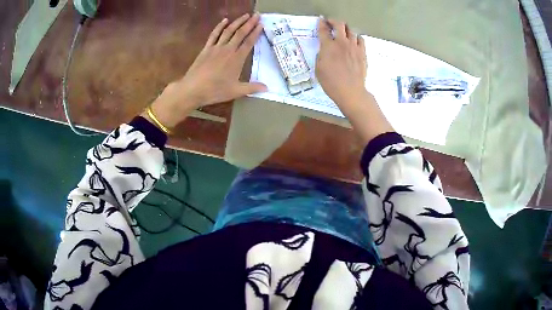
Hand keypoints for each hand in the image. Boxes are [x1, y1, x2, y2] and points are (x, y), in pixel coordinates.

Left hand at [145, 13, 266, 128]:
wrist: (193, 89)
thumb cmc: (215, 90)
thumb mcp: (236, 91)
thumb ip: (252, 88)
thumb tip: (267, 88)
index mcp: (237, 58)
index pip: (249, 42)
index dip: (256, 32)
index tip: (261, 24)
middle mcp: (228, 49)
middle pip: (240, 33)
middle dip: (249, 23)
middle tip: (257, 15)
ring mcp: (216, 47)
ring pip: (229, 31)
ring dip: (237, 22)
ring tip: (245, 15)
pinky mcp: (206, 48)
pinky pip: (214, 34)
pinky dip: (220, 26)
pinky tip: (224, 20)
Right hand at [316, 18, 393, 143]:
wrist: (350, 91)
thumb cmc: (331, 82)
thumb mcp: (319, 68)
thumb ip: (321, 55)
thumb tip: (325, 50)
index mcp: (328, 46)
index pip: (323, 30)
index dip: (321, 23)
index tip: (321, 21)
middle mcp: (341, 42)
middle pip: (339, 24)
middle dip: (334, 21)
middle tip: (331, 23)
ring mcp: (354, 47)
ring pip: (351, 30)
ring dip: (345, 29)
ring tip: (343, 31)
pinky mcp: (362, 53)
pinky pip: (361, 39)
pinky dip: (356, 37)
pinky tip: (354, 41)